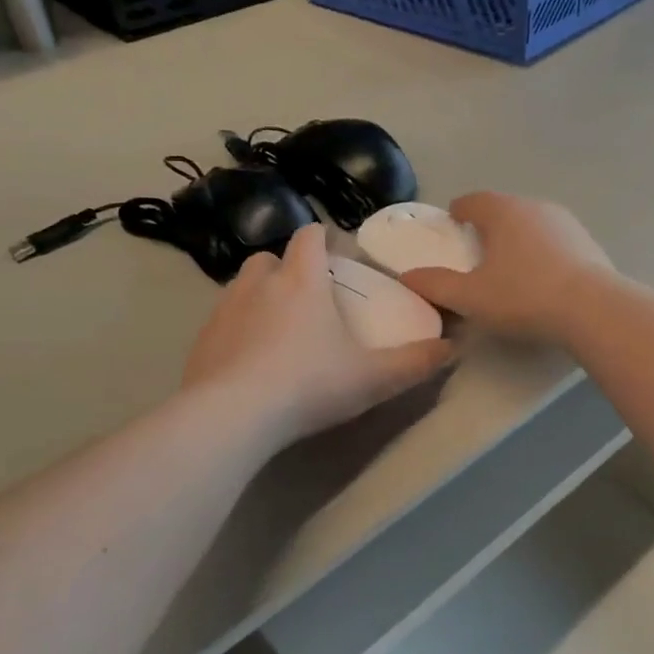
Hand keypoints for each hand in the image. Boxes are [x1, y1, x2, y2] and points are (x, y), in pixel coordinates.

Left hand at [182, 225, 453, 445]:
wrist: (232, 416)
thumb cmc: (309, 385)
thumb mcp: (372, 378)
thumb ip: (415, 362)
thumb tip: (452, 348)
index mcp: (302, 282)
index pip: (309, 237)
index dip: (322, 239)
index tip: (334, 254)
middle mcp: (259, 285)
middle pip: (269, 258)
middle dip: (286, 268)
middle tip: (306, 297)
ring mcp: (224, 310)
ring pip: (241, 286)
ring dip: (258, 296)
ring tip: (276, 329)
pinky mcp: (201, 340)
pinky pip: (221, 321)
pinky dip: (236, 329)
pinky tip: (248, 361)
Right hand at [401, 193, 612, 344]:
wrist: (593, 309)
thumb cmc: (524, 296)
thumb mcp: (471, 297)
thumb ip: (436, 285)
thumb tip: (407, 276)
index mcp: (503, 211)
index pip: (473, 200)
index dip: (459, 211)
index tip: (452, 225)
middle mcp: (535, 206)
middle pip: (504, 209)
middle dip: (488, 225)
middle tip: (476, 250)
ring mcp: (566, 222)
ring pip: (532, 223)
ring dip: (517, 238)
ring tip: (508, 266)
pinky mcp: (587, 242)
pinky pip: (554, 241)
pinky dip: (541, 252)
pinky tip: (541, 277)